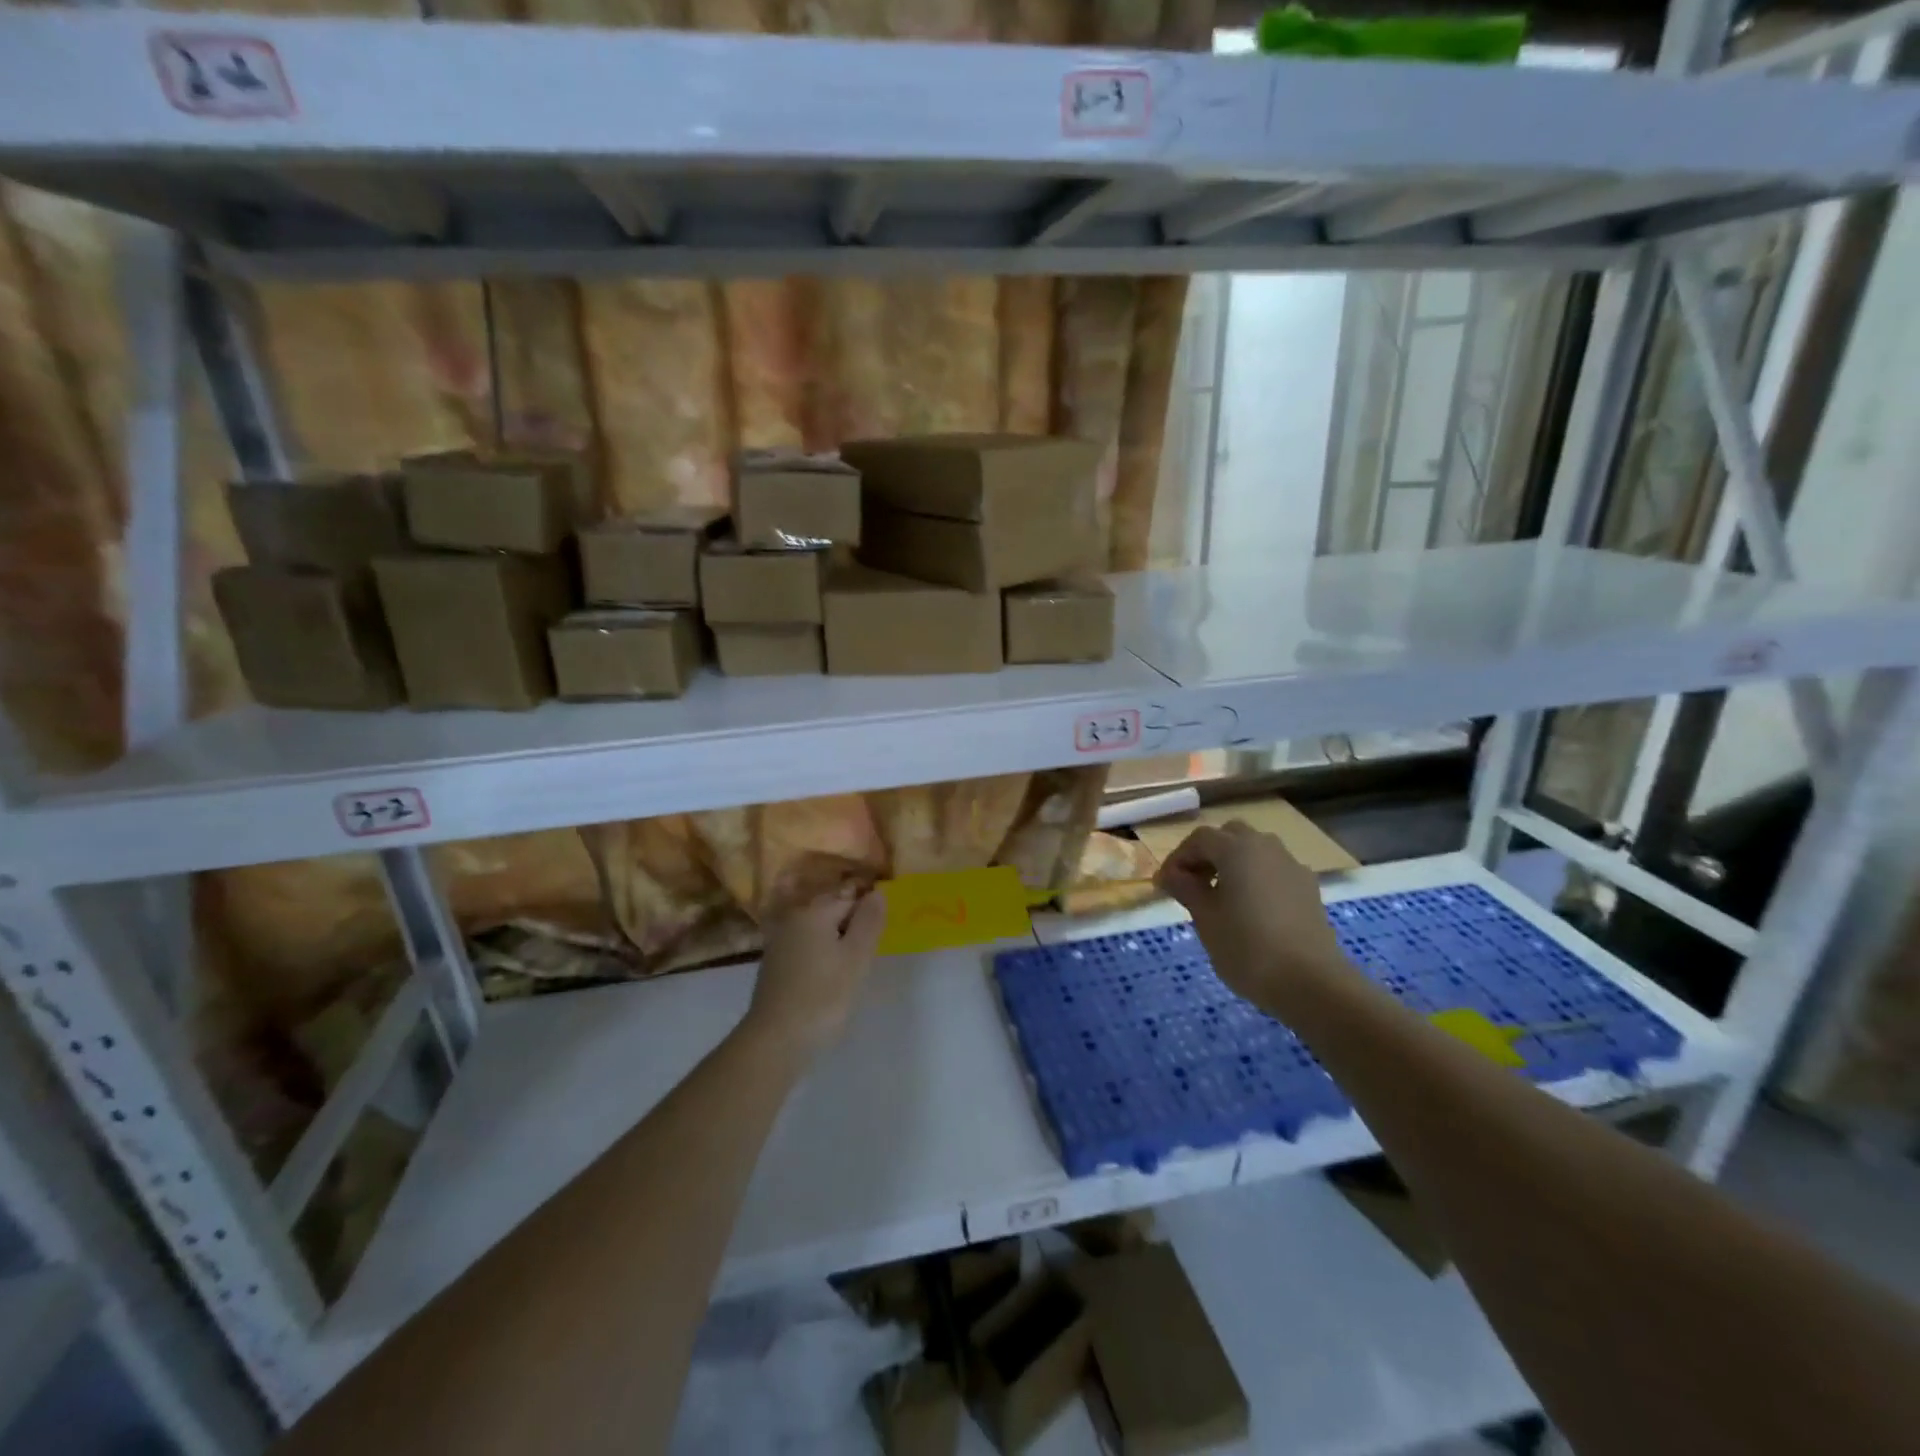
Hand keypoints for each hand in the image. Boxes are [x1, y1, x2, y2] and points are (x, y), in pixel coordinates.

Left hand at [740, 885, 887, 1062]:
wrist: (776, 1040)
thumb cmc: (823, 996)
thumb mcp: (857, 958)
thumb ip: (869, 921)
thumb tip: (877, 892)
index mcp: (814, 911)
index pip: (850, 897)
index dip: (868, 915)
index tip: (876, 941)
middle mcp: (793, 918)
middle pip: (832, 911)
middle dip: (852, 926)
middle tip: (866, 957)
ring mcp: (779, 941)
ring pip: (818, 930)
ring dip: (836, 942)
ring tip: (850, 970)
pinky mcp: (774, 964)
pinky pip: (805, 947)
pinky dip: (820, 955)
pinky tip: (827, 978)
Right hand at [1154, 822, 1349, 1015]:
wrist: (1312, 983)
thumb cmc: (1247, 948)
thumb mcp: (1205, 919)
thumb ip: (1186, 889)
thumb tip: (1171, 874)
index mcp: (1237, 849)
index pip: (1199, 839)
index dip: (1178, 859)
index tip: (1164, 886)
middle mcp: (1266, 847)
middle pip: (1230, 836)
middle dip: (1207, 854)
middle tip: (1192, 883)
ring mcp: (1292, 866)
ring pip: (1255, 851)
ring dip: (1233, 864)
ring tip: (1220, 897)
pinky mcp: (1308, 889)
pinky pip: (1274, 871)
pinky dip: (1256, 879)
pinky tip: (1250, 910)